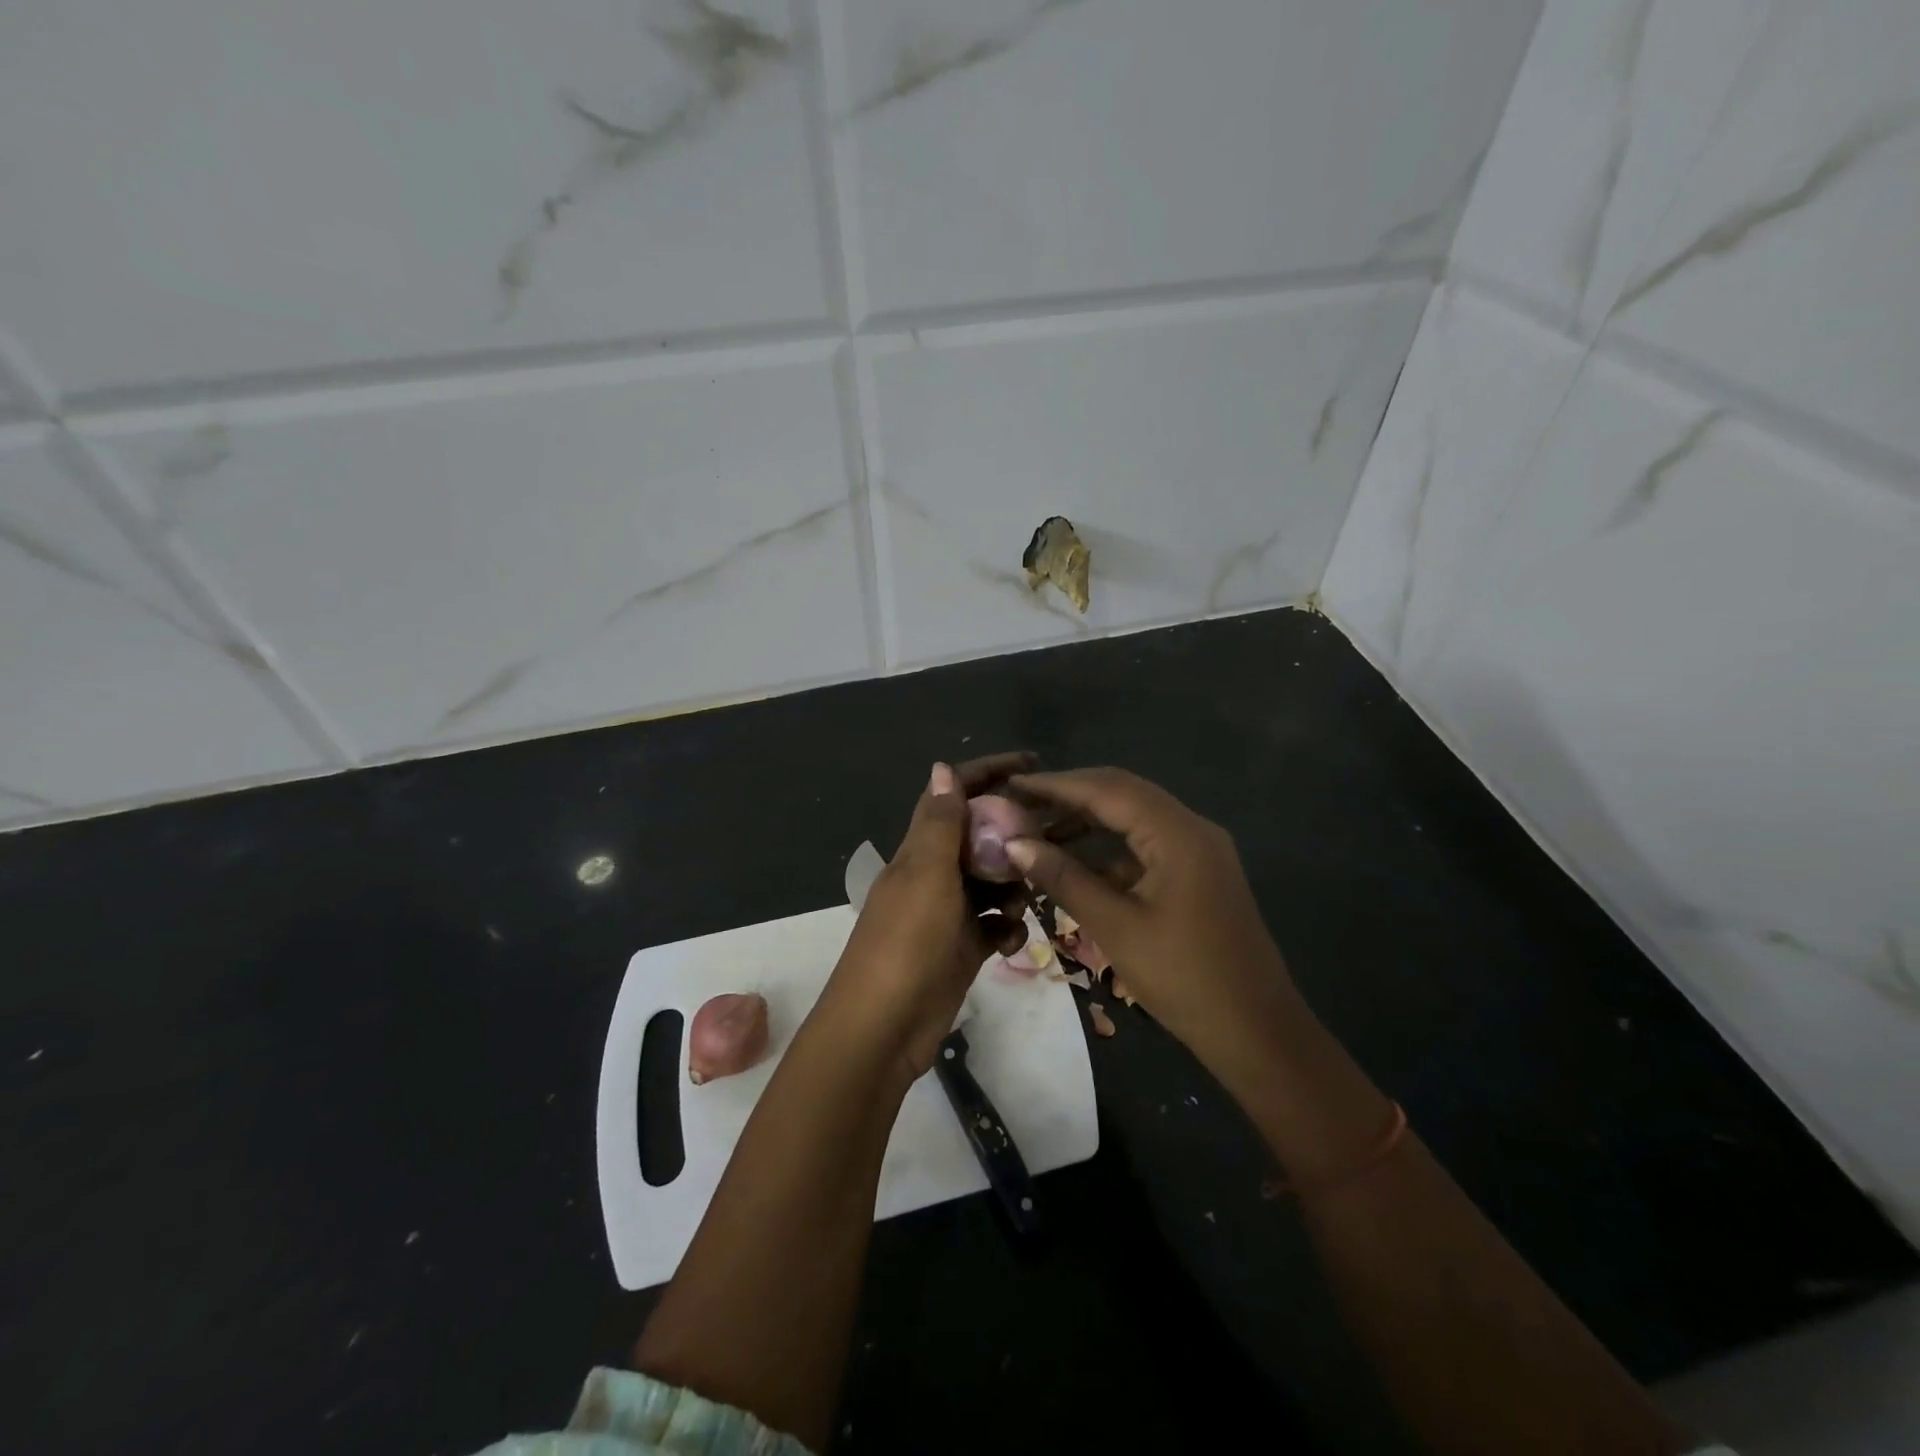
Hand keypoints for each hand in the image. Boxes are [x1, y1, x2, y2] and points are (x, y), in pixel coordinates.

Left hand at [819, 754, 1033, 1079]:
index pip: (953, 795)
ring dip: (1013, 886)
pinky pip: (994, 926)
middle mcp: (934, 874)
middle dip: (1012, 837)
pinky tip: (1009, 942)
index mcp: (920, 850)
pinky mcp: (962, 948)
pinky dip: (1006, 928)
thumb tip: (942, 766)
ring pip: (992, 882)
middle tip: (1048, 843)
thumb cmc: (906, 943)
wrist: (883, 1029)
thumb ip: (940, 823)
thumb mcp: (927, 876)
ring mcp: (948, 913)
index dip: (987, 772)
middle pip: (980, 838)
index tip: (1031, 763)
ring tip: (1022, 902)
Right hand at [1005, 768, 1305, 1079]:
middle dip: (1069, 796)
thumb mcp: (1115, 927)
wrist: (1257, 1031)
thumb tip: (1014, 843)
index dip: (1056, 785)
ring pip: (1134, 818)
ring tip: (1038, 833)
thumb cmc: (1184, 978)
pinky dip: (1109, 849)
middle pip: (1122, 794)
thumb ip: (1064, 878)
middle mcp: (1192, 828)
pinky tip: (1077, 867)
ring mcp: (1199, 850)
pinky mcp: (1198, 873)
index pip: (1107, 789)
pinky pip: (1147, 845)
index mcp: (1178, 833)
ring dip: (1088, 822)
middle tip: (1020, 804)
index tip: (1012, 785)